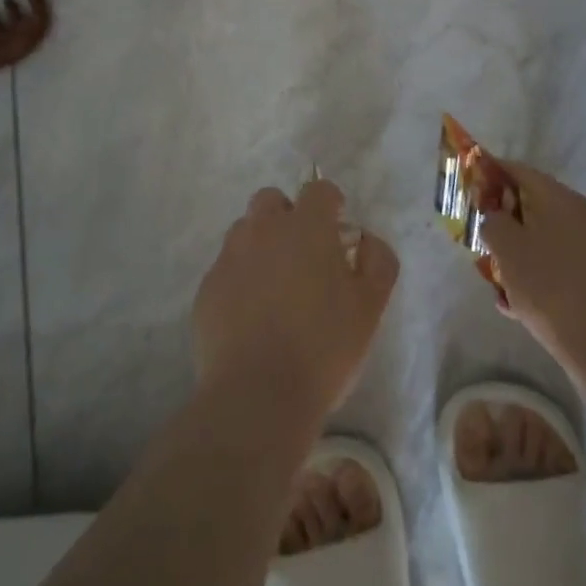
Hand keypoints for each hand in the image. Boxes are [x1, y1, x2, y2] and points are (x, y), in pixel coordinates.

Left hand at [192, 178, 398, 424]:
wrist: (257, 396)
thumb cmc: (323, 347)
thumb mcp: (370, 307)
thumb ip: (378, 262)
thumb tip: (366, 241)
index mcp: (306, 227)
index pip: (318, 190)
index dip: (330, 203)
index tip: (337, 227)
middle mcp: (263, 230)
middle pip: (271, 200)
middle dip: (288, 216)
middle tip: (304, 254)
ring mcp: (230, 258)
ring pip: (245, 232)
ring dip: (262, 245)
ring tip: (276, 286)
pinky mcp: (206, 289)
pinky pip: (226, 269)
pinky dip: (240, 279)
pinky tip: (252, 316)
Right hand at [479, 161, 585, 371]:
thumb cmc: (551, 286)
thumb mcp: (507, 248)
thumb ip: (492, 222)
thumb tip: (495, 216)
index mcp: (557, 197)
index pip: (517, 170)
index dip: (489, 174)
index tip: (467, 190)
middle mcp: (578, 214)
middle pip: (531, 206)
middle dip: (502, 222)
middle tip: (479, 242)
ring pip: (542, 240)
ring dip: (517, 255)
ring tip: (496, 283)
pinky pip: (557, 267)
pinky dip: (536, 278)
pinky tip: (518, 307)